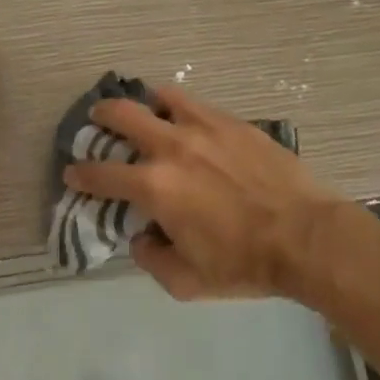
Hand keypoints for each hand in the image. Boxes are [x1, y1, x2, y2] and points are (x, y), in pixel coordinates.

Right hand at [62, 86, 339, 299]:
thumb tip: (141, 238)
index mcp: (154, 187)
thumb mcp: (186, 282)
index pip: (100, 174)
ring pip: (159, 97)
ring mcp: (204, 128)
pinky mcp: (233, 123)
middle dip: (100, 117)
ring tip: (143, 111)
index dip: (79, 173)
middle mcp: (171, 148)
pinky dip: (179, 107)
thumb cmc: (244, 263)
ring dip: (142, 103)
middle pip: (121, 115)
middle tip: (96, 122)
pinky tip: (184, 118)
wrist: (307, 237)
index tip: (72, 173)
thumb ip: (150, 259)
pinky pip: (196, 103)